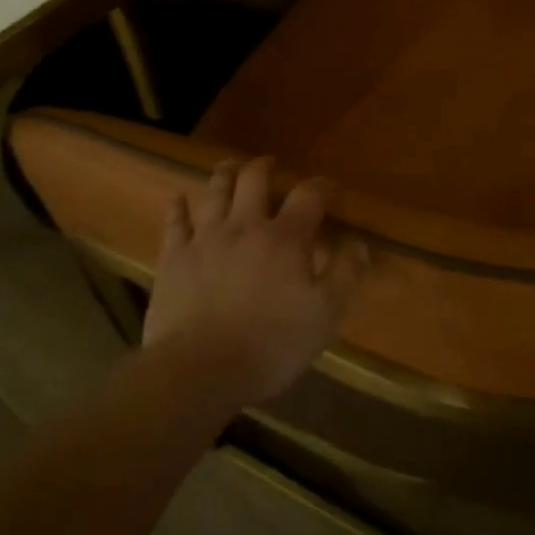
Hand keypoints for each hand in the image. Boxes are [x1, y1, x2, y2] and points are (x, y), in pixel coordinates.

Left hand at [142, 156, 365, 406]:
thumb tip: (361, 243)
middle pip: (255, 179)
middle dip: (266, 167)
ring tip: (231, 167)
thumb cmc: (270, 345)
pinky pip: (175, 221)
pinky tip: (178, 198)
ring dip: (225, 174)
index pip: (308, 196)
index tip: (328, 189)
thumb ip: (345, 275)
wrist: (199, 369)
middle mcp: (245, 226)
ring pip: (215, 191)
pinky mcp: (174, 257)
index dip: (321, 187)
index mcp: (285, 238)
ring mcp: (205, 238)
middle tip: (272, 165)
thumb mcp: (324, 316)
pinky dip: (178, 206)